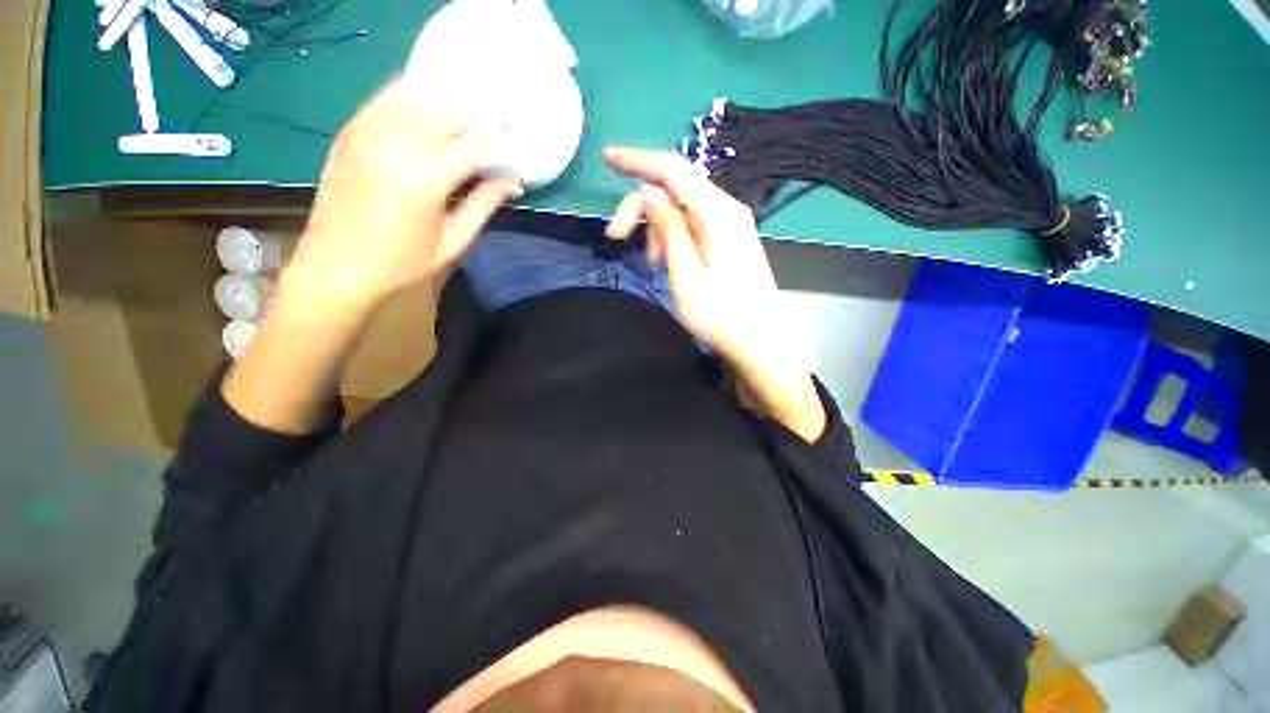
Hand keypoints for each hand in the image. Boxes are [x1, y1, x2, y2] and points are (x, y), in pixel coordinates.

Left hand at [286, 78, 522, 320]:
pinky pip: (389, 98)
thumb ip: (483, 205)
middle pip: (449, 112)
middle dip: (480, 121)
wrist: (335, 266)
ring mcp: (368, 132)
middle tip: (497, 135)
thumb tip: (512, 183)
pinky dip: (416, 97)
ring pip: (420, 97)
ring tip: (468, 124)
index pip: (475, 145)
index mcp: (425, 180)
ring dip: (451, 106)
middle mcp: (396, 145)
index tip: (514, 153)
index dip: (500, 145)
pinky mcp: (351, 131)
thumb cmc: (401, 263)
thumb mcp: (452, 242)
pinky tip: (431, 111)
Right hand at [603, 147, 825, 441]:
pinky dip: (671, 237)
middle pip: (674, 190)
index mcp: (718, 213)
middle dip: (641, 208)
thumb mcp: (687, 275)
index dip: (637, 160)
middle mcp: (726, 210)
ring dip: (656, 227)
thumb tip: (649, 190)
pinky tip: (665, 259)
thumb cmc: (722, 317)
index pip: (673, 170)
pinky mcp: (727, 242)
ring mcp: (729, 226)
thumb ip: (669, 229)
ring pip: (681, 209)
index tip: (607, 158)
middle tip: (615, 238)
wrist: (760, 345)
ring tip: (650, 260)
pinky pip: (692, 226)